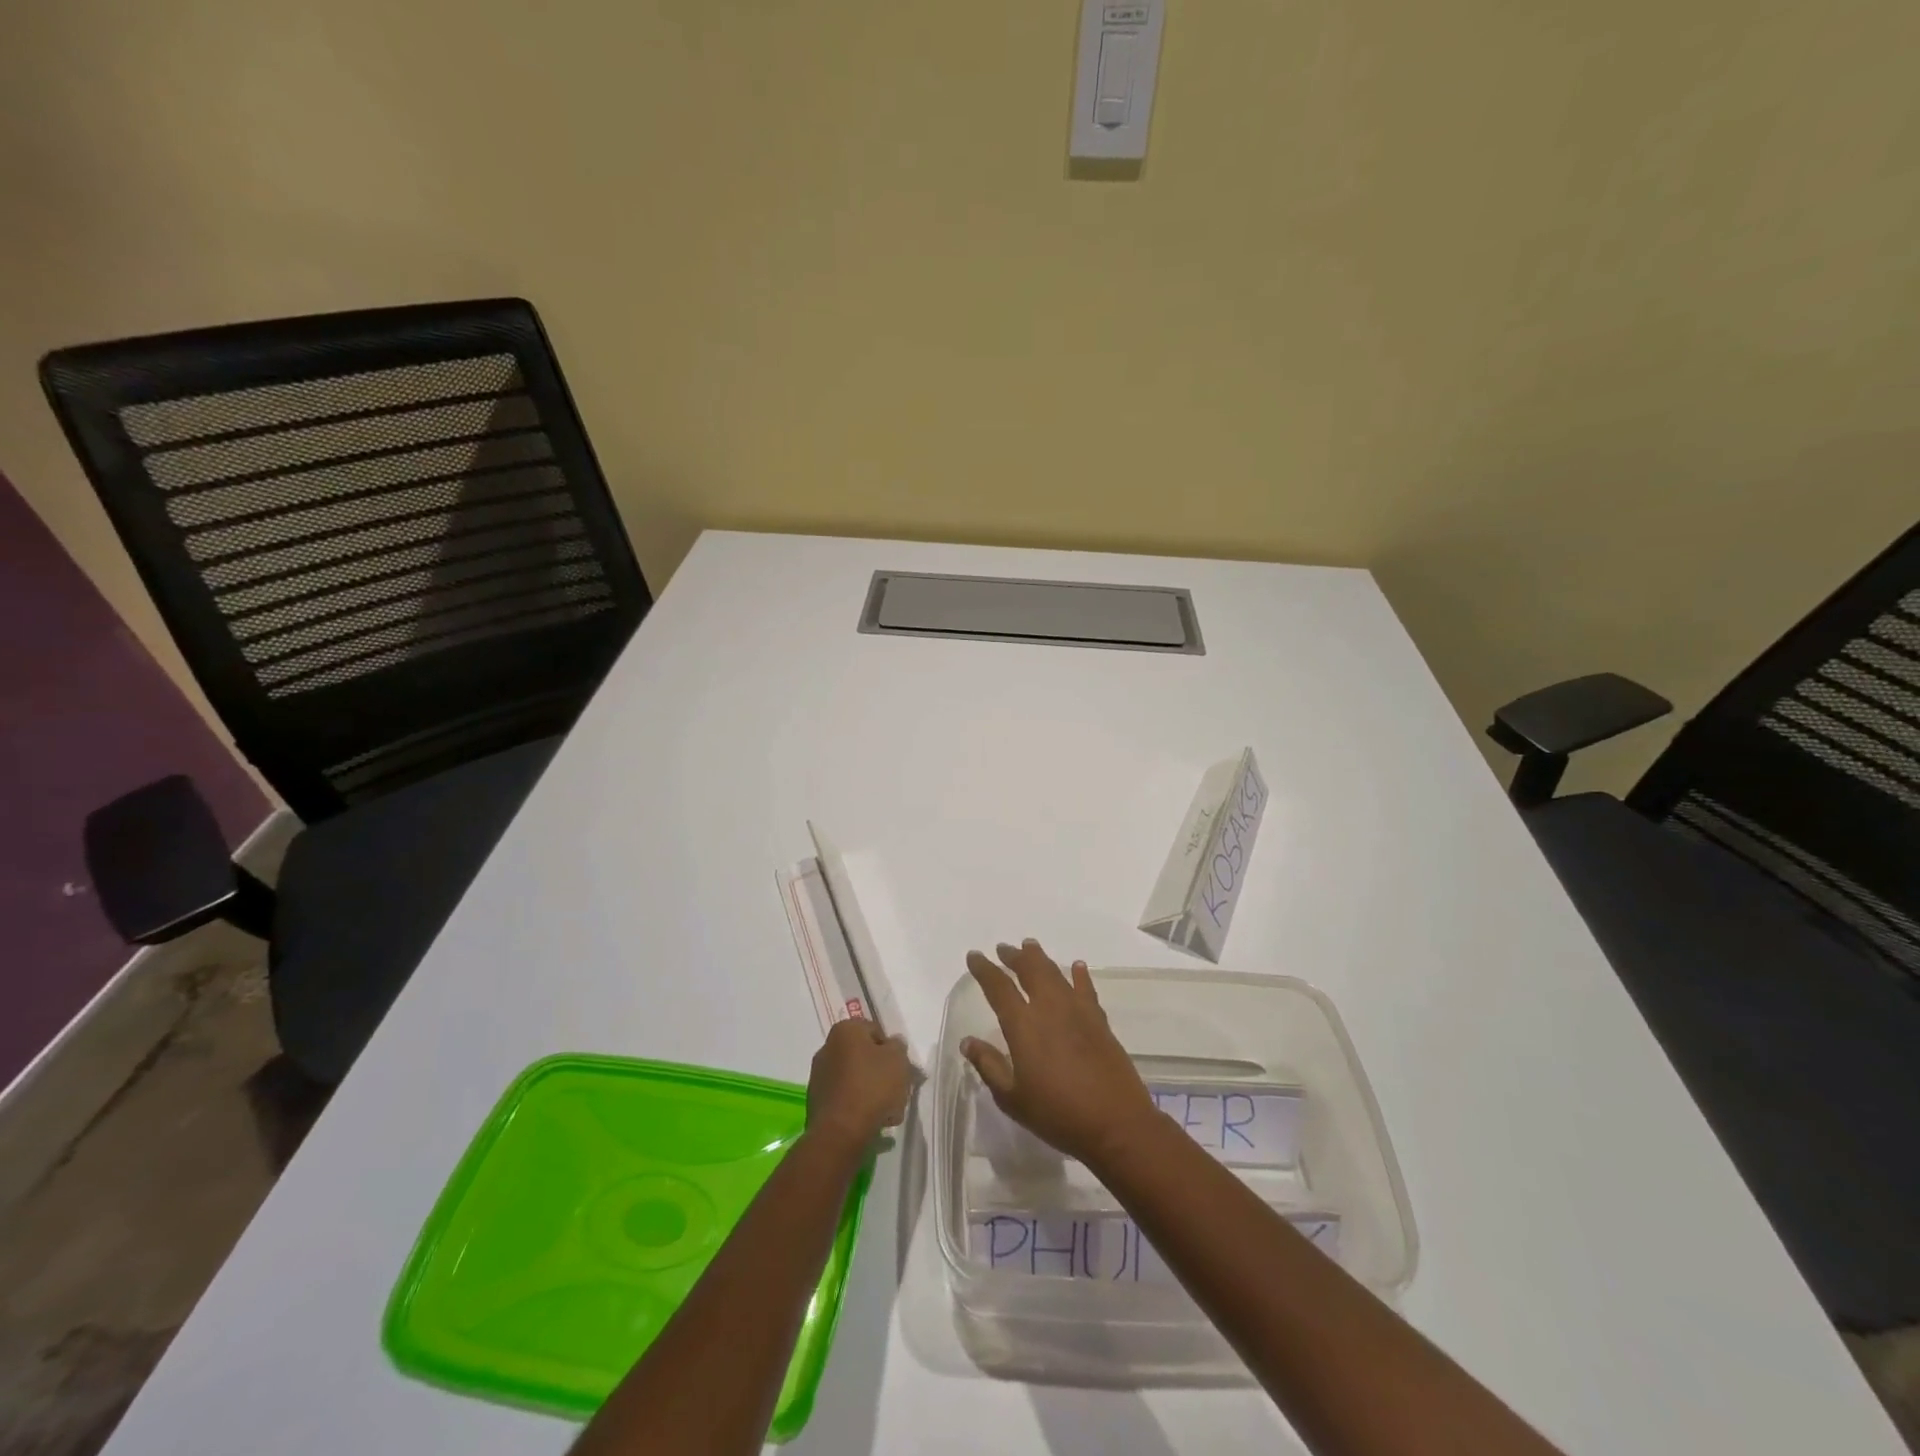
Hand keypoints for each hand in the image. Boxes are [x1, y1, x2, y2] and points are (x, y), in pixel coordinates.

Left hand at [807, 1018, 911, 1149]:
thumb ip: (898, 1046)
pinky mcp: (817, 1103)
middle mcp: (827, 1048)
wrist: (840, 1133)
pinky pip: (845, 1099)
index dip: (891, 1049)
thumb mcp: (898, 1059)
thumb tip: (892, 1045)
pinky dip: (858, 1106)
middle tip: (898, 1090)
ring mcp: (819, 1077)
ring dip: (872, 1092)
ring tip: (889, 1112)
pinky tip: (872, 1122)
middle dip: (882, 1072)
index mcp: (845, 1030)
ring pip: (855, 1079)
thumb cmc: (872, 1087)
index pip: (875, 1030)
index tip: (901, 1068)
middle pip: (864, 1056)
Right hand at [961, 939, 1158, 1168]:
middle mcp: (1050, 1008)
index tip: (975, 956)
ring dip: (1041, 958)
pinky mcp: (1099, 1021)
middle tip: (1004, 948)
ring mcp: (1078, 1011)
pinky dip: (1079, 975)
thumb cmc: (1057, 1114)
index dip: (985, 969)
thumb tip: (967, 1041)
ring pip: (1056, 973)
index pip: (999, 987)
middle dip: (1014, 956)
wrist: (1115, 1123)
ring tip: (1030, 947)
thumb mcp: (1013, 1098)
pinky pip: (1086, 989)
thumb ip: (989, 1066)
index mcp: (1023, 1025)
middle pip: (1030, 970)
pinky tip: (1077, 967)